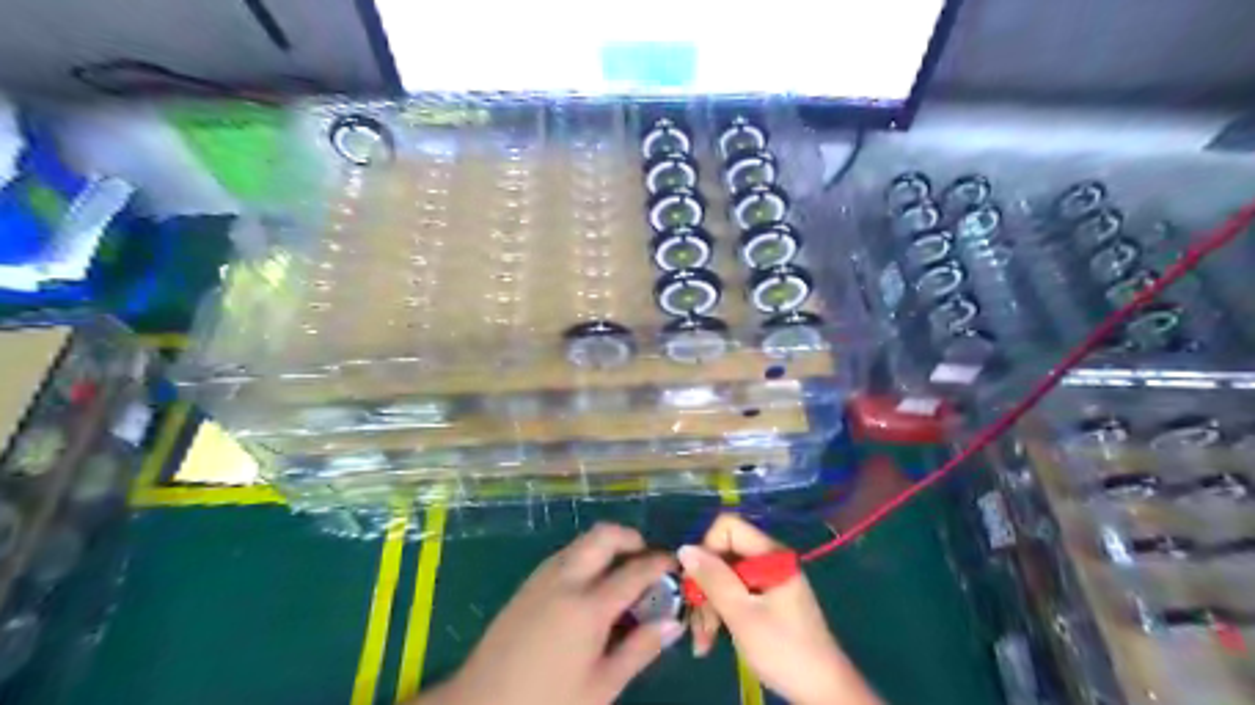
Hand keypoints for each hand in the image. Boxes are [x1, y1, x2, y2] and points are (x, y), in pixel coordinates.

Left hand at [422, 524, 682, 703]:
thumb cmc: (548, 703)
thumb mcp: (601, 686)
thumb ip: (639, 649)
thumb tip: (672, 623)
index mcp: (588, 605)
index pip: (635, 570)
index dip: (660, 563)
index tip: (676, 563)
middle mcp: (565, 579)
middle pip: (604, 536)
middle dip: (631, 538)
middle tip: (647, 560)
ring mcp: (542, 577)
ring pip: (582, 542)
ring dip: (606, 546)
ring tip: (621, 574)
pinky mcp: (526, 584)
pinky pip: (564, 555)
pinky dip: (585, 557)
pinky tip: (590, 587)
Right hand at [682, 514, 874, 704]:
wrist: (822, 691)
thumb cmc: (783, 649)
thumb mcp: (741, 614)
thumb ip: (713, 578)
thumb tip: (684, 548)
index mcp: (770, 554)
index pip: (727, 527)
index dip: (706, 548)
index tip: (696, 581)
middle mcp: (769, 559)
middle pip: (723, 555)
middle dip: (704, 586)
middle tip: (694, 621)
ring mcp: (768, 580)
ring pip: (724, 577)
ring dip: (709, 606)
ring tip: (702, 641)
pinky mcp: (766, 599)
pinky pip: (734, 594)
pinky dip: (720, 613)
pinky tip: (711, 640)